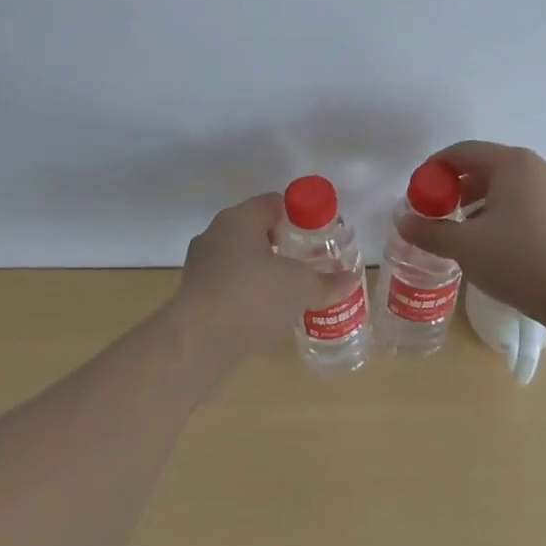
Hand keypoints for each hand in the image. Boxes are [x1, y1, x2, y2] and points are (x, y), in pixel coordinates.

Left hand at [168, 193, 333, 363]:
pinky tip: (268, 312)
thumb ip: (327, 281)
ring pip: (243, 258)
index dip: (303, 216)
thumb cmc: (251, 298)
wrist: (196, 342)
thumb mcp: (300, 287)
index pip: (276, 203)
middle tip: (312, 262)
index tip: (323, 235)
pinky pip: (231, 283)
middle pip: (259, 230)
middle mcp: (217, 233)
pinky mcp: (195, 293)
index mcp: (240, 218)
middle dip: (286, 244)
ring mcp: (202, 263)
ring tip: (293, 290)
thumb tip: (350, 278)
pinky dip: (250, 291)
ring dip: (267, 269)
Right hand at [395, 141, 545, 319]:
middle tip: (438, 212)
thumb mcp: (465, 246)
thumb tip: (402, 221)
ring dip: (481, 201)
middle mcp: (538, 167)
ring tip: (464, 229)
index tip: (418, 191)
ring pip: (508, 185)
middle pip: (487, 166)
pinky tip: (495, 240)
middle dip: (458, 187)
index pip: (463, 152)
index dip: (435, 168)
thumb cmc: (518, 260)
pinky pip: (527, 201)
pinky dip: (505, 212)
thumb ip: (430, 231)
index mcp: (513, 163)